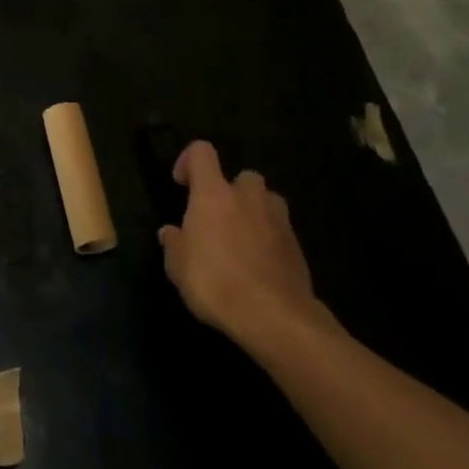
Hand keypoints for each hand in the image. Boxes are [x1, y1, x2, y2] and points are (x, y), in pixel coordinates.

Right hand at [159, 141, 326, 349]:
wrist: (274, 316)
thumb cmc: (215, 283)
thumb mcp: (178, 267)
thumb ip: (174, 244)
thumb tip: (171, 233)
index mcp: (213, 194)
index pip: (201, 152)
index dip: (188, 160)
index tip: (182, 184)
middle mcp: (247, 197)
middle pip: (242, 176)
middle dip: (231, 191)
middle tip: (217, 218)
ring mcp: (278, 220)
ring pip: (267, 201)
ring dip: (254, 212)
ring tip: (241, 239)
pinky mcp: (297, 246)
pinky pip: (279, 230)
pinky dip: (269, 239)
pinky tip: (259, 265)